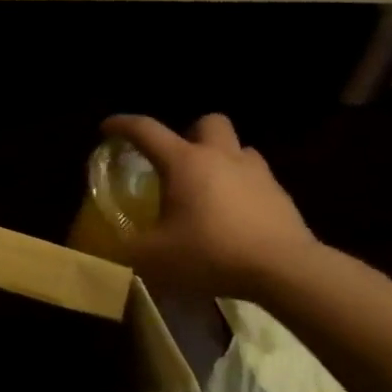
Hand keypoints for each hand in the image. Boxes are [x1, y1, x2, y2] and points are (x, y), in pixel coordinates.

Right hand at [103, 113, 318, 301]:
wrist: (285, 269)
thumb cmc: (211, 253)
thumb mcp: (154, 257)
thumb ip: (127, 247)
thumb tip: (112, 244)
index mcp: (184, 162)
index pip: (145, 129)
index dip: (121, 124)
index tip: (107, 129)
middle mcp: (220, 156)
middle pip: (207, 122)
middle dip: (190, 133)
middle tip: (177, 161)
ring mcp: (256, 173)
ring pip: (237, 148)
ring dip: (220, 159)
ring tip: (208, 189)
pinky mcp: (280, 195)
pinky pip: (257, 178)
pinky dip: (241, 187)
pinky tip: (234, 215)